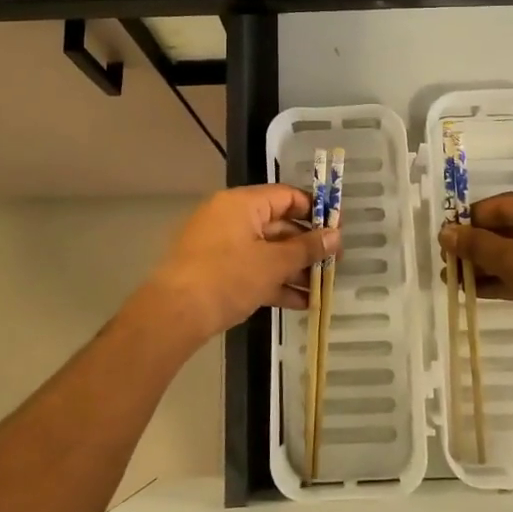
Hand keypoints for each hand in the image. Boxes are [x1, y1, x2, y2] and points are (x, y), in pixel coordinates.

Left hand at [138, 185, 338, 347]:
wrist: (174, 315)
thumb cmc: (227, 278)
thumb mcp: (273, 263)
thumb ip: (307, 248)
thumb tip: (335, 235)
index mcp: (242, 203)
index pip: (287, 197)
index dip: (315, 211)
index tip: (339, 230)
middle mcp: (230, 217)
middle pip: (278, 225)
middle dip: (307, 247)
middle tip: (334, 264)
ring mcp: (221, 245)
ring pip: (266, 251)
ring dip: (294, 269)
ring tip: (321, 288)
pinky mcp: (215, 271)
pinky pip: (252, 268)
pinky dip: (273, 281)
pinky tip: (300, 303)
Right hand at [438, 190, 512, 346]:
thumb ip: (478, 245)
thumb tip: (446, 233)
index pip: (501, 205)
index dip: (469, 222)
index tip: (444, 239)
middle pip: (509, 229)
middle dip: (477, 248)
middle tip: (448, 264)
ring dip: (488, 266)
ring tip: (456, 282)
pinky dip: (508, 278)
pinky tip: (479, 292)